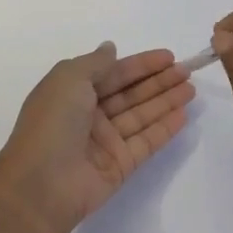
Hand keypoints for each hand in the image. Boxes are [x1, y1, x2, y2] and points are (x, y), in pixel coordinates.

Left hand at [0, 43, 195, 232]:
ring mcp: (105, 141)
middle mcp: (90, 115)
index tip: (168, 56)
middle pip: (130, 93)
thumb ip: (96, 62)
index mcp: (73, 92)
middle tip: (186, 71)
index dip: (140, 64)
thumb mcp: (69, 78)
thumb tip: (110, 48)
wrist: (41, 184)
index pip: (113, 73)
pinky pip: (146, 141)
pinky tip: (183, 114)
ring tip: (191, 89)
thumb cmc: (52, 122)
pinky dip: (164, 128)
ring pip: (141, 115)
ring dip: (166, 101)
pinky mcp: (120, 165)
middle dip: (158, 81)